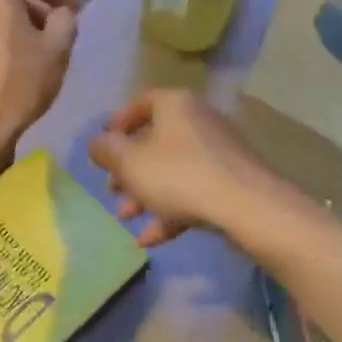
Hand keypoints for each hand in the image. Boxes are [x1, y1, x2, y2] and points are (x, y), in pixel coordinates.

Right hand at [87, 89, 280, 247]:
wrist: (244, 205)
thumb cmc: (178, 175)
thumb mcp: (129, 163)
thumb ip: (106, 150)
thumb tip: (96, 142)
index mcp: (175, 105)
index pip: (141, 103)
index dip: (117, 123)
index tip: (103, 148)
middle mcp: (198, 121)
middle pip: (155, 141)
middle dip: (129, 170)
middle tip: (112, 190)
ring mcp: (218, 152)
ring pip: (172, 170)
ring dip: (145, 194)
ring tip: (127, 218)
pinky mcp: (229, 181)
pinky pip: (192, 191)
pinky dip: (170, 211)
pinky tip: (151, 239)